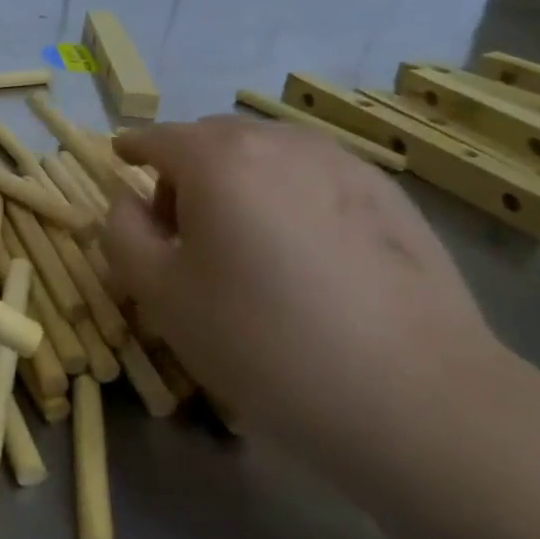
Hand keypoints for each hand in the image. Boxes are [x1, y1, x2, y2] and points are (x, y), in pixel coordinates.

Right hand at [102, 117, 504, 459]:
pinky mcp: (390, 196)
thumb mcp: (160, 294)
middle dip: (185, 169)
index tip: (121, 163)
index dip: (132, 149)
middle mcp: (279, 143)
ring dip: (239, 179)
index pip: (157, 138)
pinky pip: (314, 176)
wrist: (418, 401)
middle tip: (182, 229)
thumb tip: (130, 201)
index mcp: (218, 159)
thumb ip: (123, 232)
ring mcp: (342, 164)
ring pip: (267, 154)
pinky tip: (303, 253)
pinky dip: (289, 194)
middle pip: (212, 139)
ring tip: (245, 241)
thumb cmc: (264, 341)